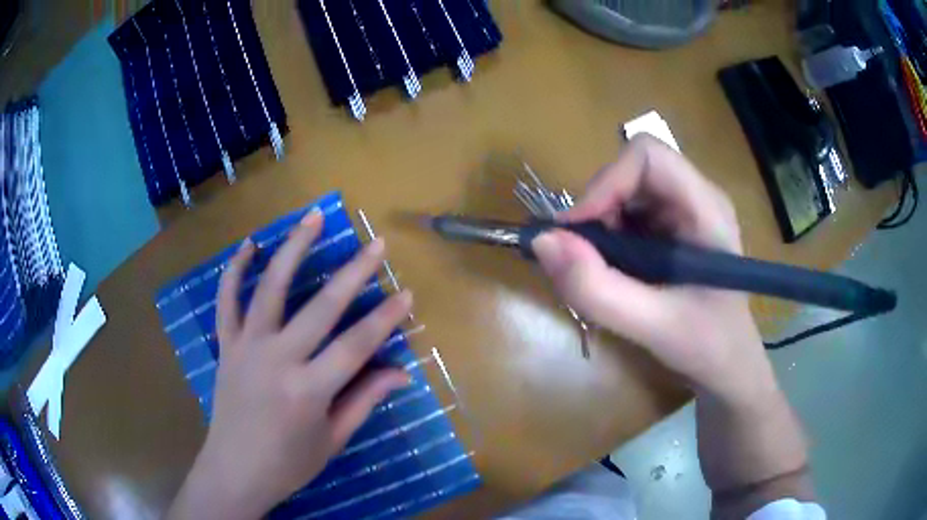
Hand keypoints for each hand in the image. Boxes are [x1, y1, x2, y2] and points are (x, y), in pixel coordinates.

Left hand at [168, 210, 412, 519]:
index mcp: (308, 390)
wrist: (234, 471)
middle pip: (320, 307)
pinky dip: (234, 270)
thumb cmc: (288, 463)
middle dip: (354, 273)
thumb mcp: (332, 439)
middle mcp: (277, 360)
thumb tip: (401, 372)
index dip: (385, 318)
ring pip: (270, 288)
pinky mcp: (225, 345)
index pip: (356, 345)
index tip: (407, 294)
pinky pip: (226, 301)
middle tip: (377, 243)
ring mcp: (246, 347)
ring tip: (313, 217)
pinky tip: (248, 245)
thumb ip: (364, 400)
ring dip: (293, 249)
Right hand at [532, 136, 770, 398]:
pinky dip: (605, 240)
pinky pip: (624, 213)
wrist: (727, 363)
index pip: (647, 156)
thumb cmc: (707, 345)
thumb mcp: (654, 326)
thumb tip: (542, 242)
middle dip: (598, 210)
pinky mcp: (669, 227)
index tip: (575, 231)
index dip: (606, 182)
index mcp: (706, 207)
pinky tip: (614, 274)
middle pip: (630, 171)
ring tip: (603, 274)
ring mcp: (682, 210)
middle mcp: (694, 196)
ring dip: (599, 228)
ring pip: (622, 191)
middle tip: (585, 260)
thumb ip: (599, 290)